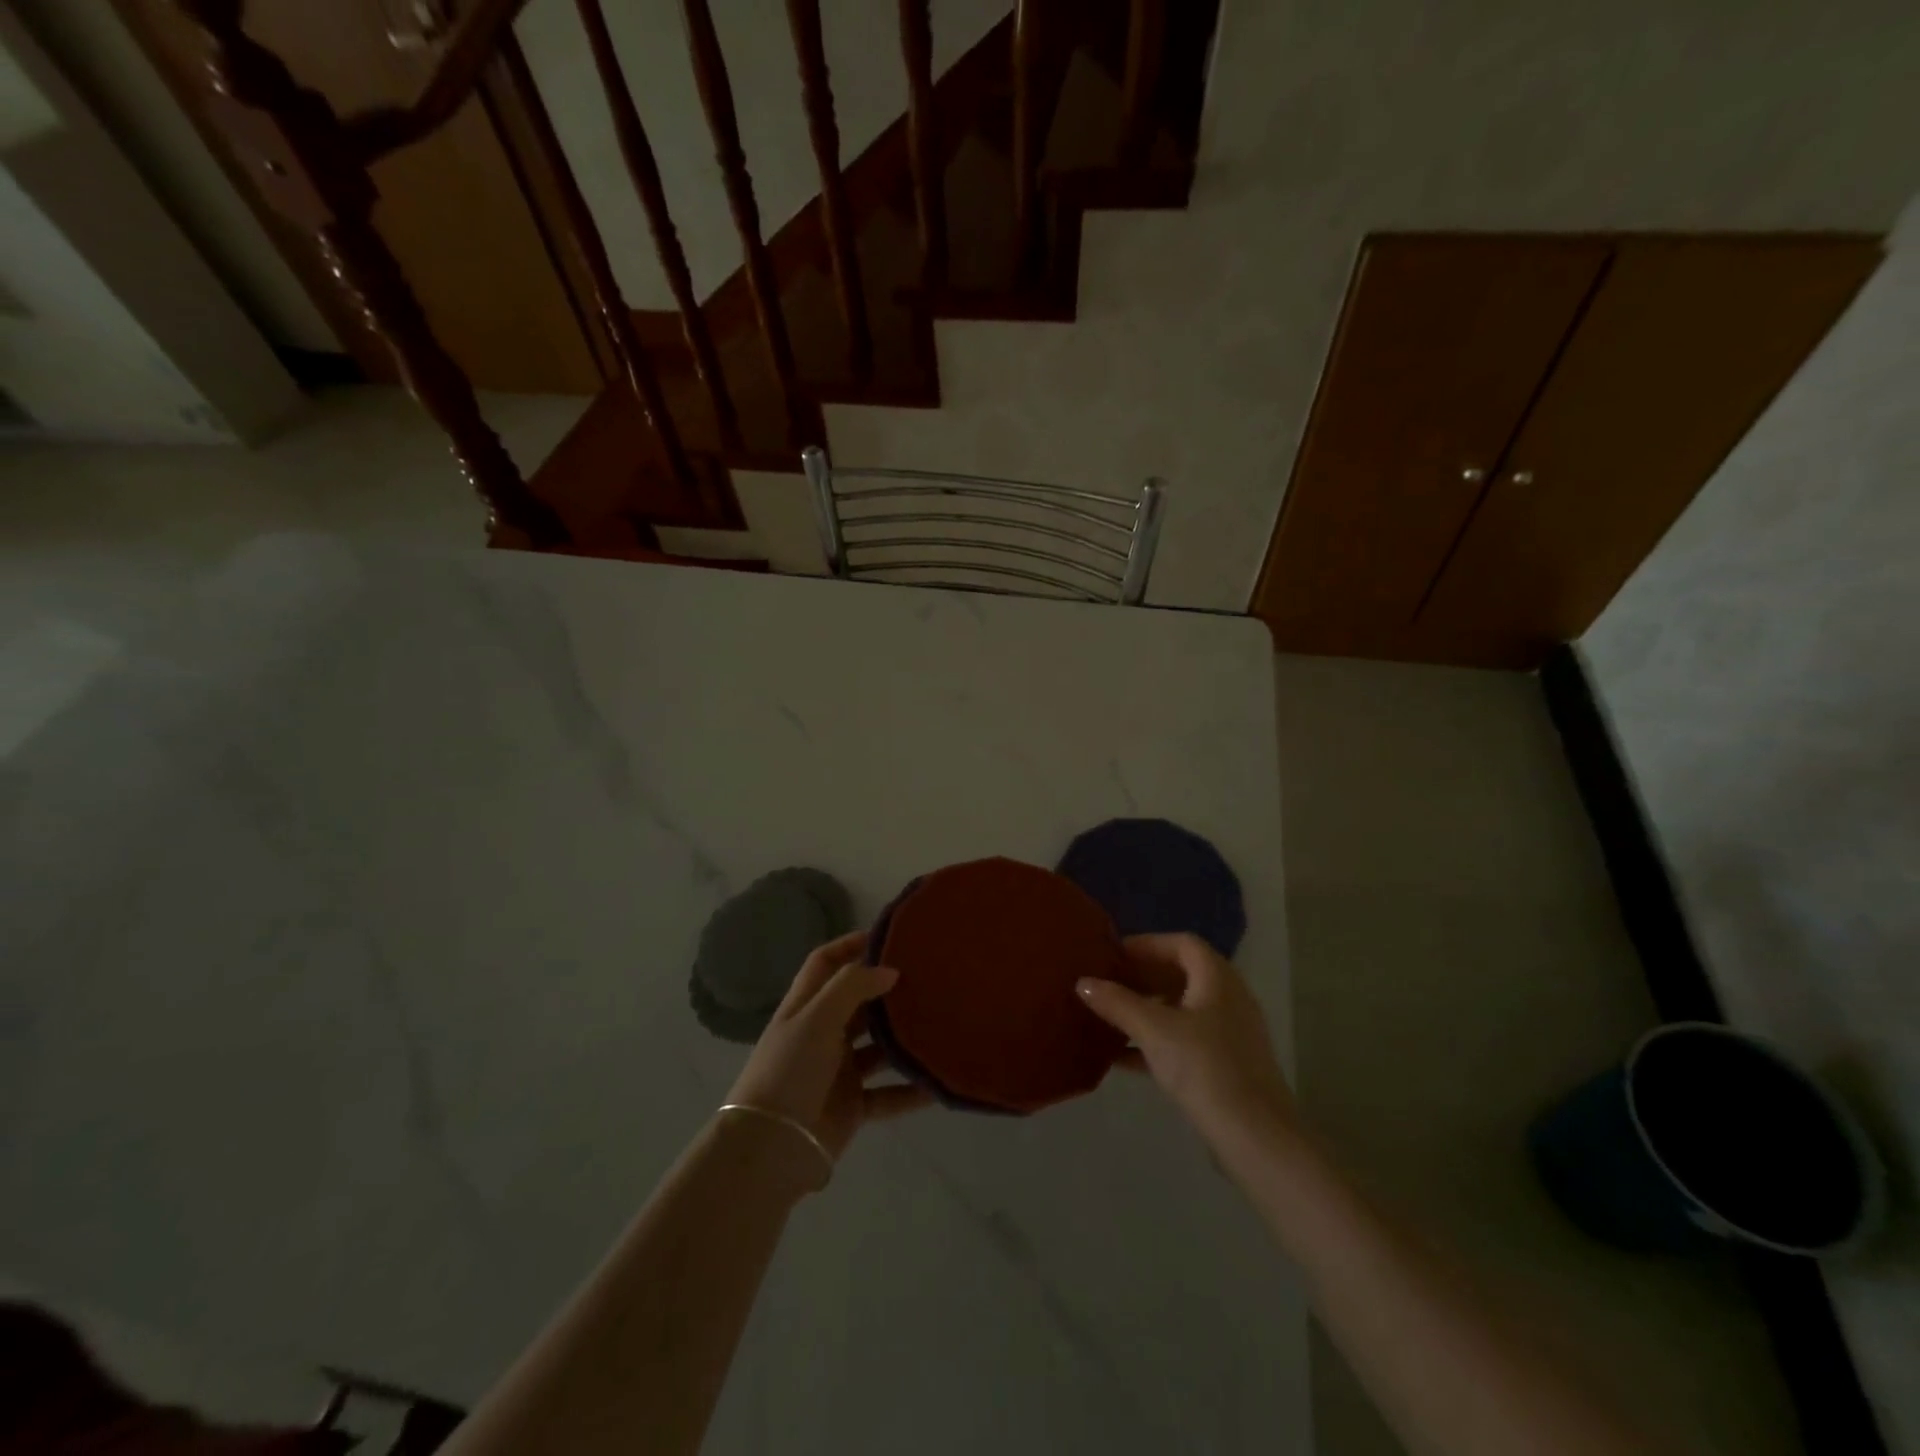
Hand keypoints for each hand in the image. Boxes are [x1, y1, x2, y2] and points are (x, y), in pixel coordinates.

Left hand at [726, 931, 932, 1162]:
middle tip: (928, 977)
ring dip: (904, 1039)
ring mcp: (839, 1071)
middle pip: (858, 1004)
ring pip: (879, 1048)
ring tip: (942, 1023)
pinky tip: (939, 1082)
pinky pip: (889, 1094)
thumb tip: (890, 969)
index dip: (850, 945)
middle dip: (887, 991)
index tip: (887, 937)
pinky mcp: (853, 1106)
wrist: (771, 1148)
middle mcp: (822, 1034)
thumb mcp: (816, 1018)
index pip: (825, 963)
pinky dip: (912, 1090)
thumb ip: (853, 987)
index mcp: (805, 1007)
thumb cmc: (789, 1071)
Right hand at [1077, 933, 1293, 1136]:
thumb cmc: (1204, 1068)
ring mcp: (1230, 1034)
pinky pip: (1185, 1040)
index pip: (1182, 944)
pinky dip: (1156, 1040)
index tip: (1113, 954)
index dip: (1147, 944)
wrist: (1255, 1137)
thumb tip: (1083, 982)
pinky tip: (1123, 1058)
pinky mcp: (1226, 1066)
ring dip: (1147, 1009)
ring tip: (1110, 1017)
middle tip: (1107, 983)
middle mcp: (1228, 999)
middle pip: (1182, 974)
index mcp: (1218, 979)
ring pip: (1182, 1009)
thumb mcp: (1153, 1031)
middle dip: (1143, 976)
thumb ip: (1117, 1003)